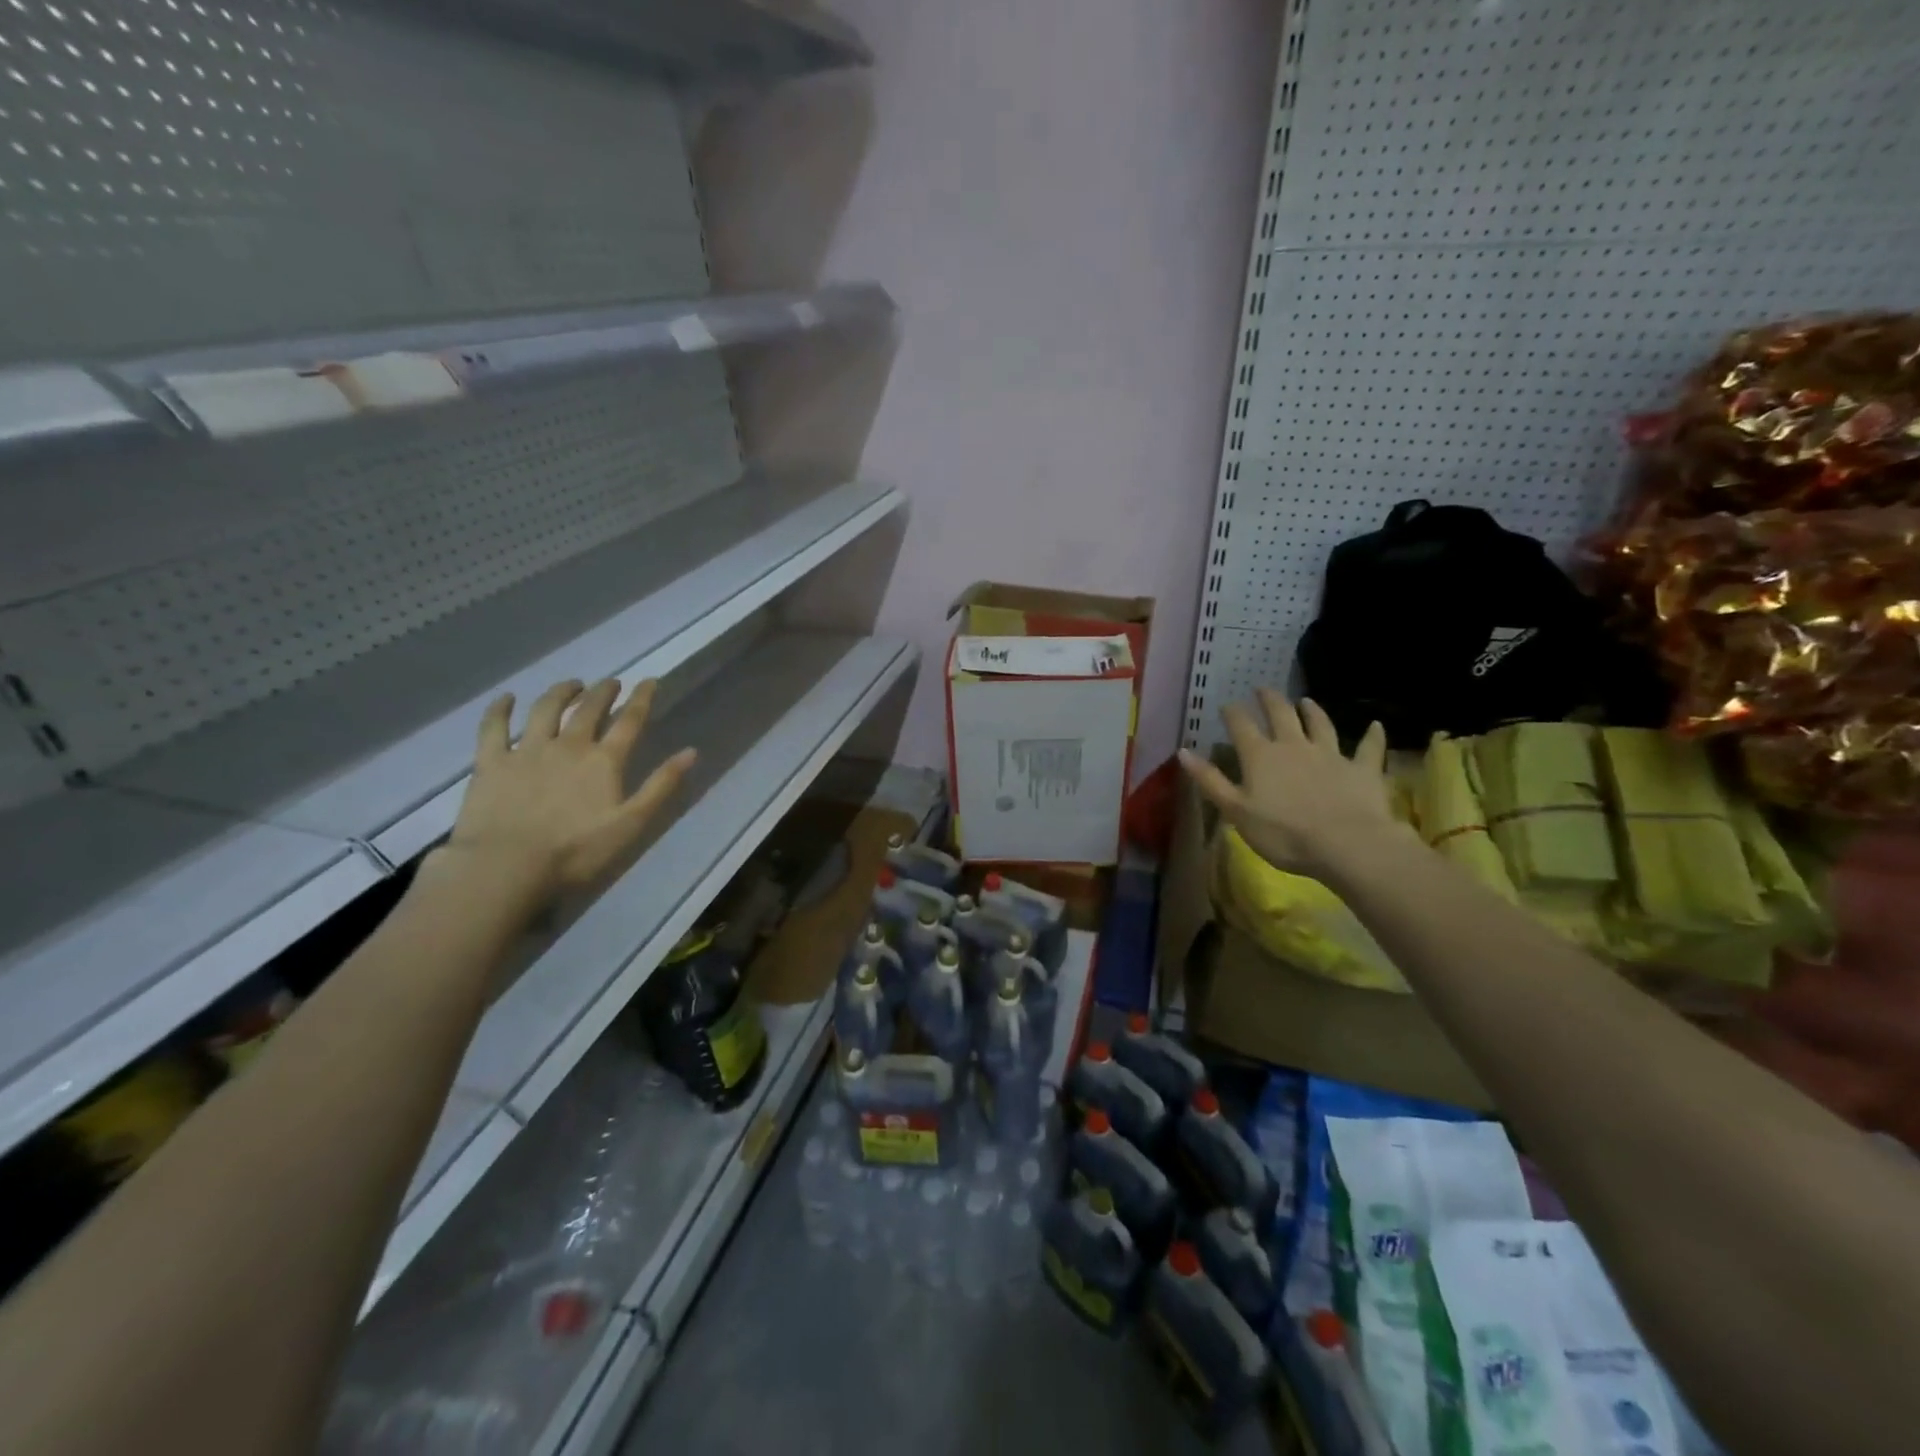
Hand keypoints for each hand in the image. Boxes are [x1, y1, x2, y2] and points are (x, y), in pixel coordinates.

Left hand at [442, 678, 696, 906]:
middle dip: (603, 692)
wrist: (506, 866)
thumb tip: (691, 752)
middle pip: (588, 709)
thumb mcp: (631, 823)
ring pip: (545, 710)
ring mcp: (526, 750)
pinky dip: (500, 709)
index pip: (629, 721)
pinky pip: (494, 727)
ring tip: (571, 684)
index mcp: (604, 761)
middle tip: (611, 682)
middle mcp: (568, 745)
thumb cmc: (576, 851)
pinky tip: (506, 698)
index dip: (641, 699)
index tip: (649, 681)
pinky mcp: (491, 762)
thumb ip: (661, 786)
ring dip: (561, 692)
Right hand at [1178, 690, 1403, 880]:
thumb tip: (1182, 751)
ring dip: (1313, 711)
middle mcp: (1294, 746)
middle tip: (1263, 689)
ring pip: (1321, 724)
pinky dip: (1372, 736)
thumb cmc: (1283, 833)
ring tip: (1306, 700)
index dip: (1232, 713)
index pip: (1241, 726)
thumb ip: (1210, 780)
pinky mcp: (1362, 769)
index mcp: (1261, 756)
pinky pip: (1368, 748)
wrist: (1347, 844)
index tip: (1227, 705)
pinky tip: (1376, 726)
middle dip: (1270, 700)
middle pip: (1281, 714)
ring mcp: (1331, 754)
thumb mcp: (1236, 811)